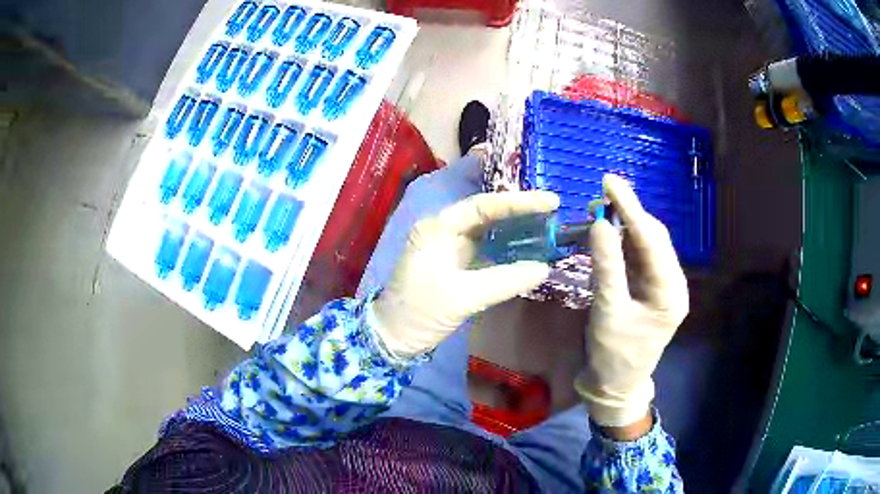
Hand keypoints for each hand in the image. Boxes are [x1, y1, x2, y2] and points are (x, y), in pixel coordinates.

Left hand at [372, 191, 559, 356]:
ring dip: (517, 230)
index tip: (551, 201)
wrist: (394, 337)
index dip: (519, 202)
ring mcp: (451, 247)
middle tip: (556, 212)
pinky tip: (531, 250)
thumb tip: (544, 268)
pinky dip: (509, 250)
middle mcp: (445, 230)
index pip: (484, 206)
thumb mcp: (463, 296)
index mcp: (439, 227)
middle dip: (521, 213)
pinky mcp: (457, 264)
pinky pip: (488, 251)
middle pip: (489, 214)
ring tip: (550, 228)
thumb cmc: (420, 312)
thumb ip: (505, 280)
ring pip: (490, 231)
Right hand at [575, 175, 688, 427]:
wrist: (617, 385)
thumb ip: (607, 266)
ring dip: (627, 226)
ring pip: (647, 245)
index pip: (651, 240)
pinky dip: (624, 244)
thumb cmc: (614, 354)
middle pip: (654, 238)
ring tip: (604, 209)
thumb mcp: (608, 311)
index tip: (609, 181)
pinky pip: (639, 258)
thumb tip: (600, 224)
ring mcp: (663, 286)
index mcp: (670, 292)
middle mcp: (673, 284)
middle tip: (604, 192)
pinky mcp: (652, 289)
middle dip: (630, 213)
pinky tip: (610, 234)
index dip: (630, 208)